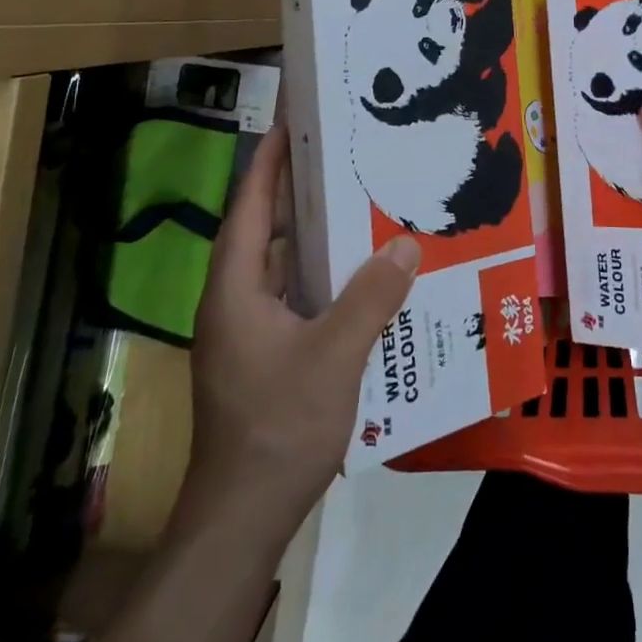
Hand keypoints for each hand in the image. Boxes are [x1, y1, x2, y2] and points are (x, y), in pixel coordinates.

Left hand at [181, 126, 420, 530]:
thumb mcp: (334, 355)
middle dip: (298, 191)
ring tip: (359, 205)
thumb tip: (406, 242)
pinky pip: (294, 297)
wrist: (241, 519)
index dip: (269, 162)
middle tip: (342, 157)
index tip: (293, 122)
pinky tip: (361, 277)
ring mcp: (247, 333)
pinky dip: (321, 277)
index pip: (250, 207)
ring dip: (313, 237)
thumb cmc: (278, 426)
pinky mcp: (263, 357)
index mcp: (236, 289)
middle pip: (265, 231)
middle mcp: (235, 301)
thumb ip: (372, 296)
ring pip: (281, 267)